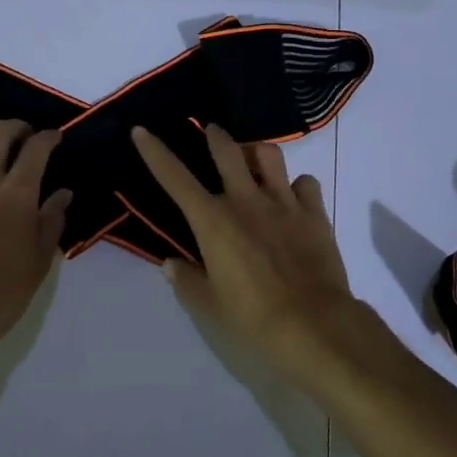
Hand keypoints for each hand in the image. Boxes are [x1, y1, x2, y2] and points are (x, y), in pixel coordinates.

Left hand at [0, 120, 71, 359]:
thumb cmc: (1, 292)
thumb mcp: (40, 260)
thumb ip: (52, 221)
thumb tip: (62, 194)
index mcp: (16, 194)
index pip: (35, 148)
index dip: (48, 137)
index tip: (56, 138)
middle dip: (16, 127)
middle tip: (28, 136)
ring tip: (3, 158)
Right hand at [130, 124, 357, 386]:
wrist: (315, 325)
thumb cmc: (254, 319)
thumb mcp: (210, 306)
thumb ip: (187, 281)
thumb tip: (170, 264)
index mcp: (213, 222)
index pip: (175, 179)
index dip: (155, 153)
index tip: (142, 131)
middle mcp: (246, 201)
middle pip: (228, 151)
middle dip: (216, 136)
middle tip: (212, 131)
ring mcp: (283, 203)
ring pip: (269, 155)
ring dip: (256, 152)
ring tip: (254, 159)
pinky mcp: (314, 213)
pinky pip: (305, 183)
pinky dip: (297, 185)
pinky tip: (294, 197)